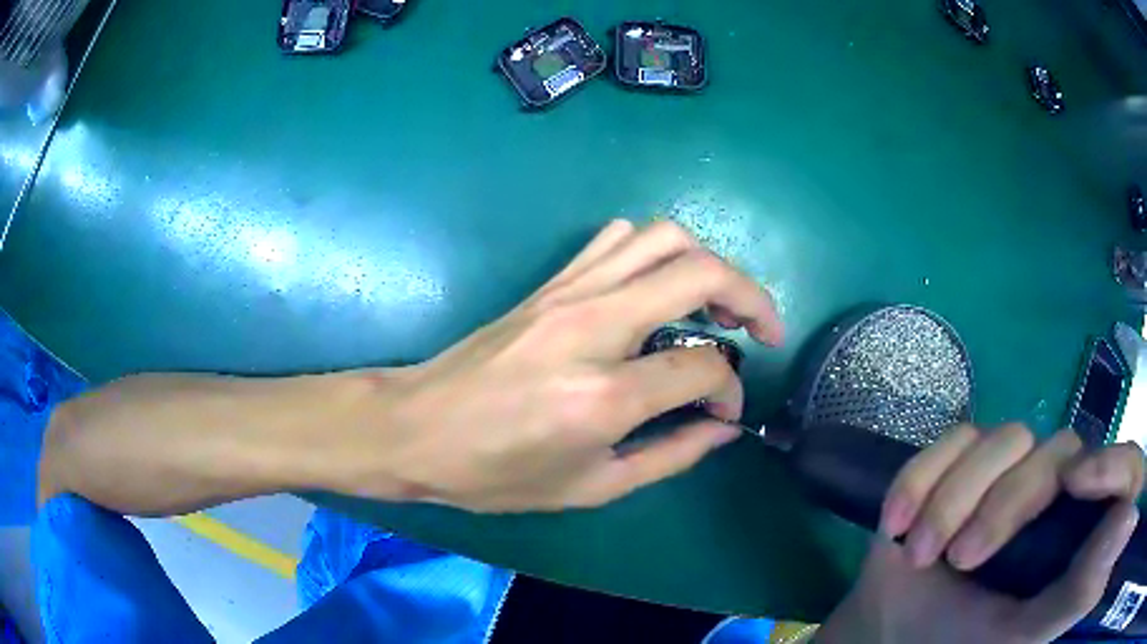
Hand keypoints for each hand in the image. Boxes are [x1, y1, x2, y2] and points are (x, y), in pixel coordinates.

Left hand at [337, 220, 783, 511]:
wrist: (416, 428)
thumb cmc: (495, 473)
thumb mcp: (589, 488)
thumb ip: (669, 455)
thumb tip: (721, 427)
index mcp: (604, 395)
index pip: (703, 366)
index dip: (731, 389)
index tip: (725, 410)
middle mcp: (593, 326)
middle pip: (700, 273)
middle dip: (751, 297)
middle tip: (763, 331)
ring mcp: (568, 293)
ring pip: (662, 237)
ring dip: (707, 263)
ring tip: (717, 304)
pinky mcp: (550, 283)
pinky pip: (617, 239)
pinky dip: (656, 251)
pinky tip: (659, 288)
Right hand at [818, 424, 1143, 643]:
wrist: (892, 632)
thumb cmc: (962, 643)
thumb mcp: (1022, 636)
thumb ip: (1078, 593)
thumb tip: (1125, 525)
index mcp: (1079, 528)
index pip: (1122, 470)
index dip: (1116, 462)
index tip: (1083, 485)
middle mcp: (1056, 486)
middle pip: (1055, 455)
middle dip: (1003, 505)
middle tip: (959, 560)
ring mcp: (1009, 468)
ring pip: (1002, 440)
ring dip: (952, 498)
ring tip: (915, 552)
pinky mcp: (962, 459)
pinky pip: (951, 439)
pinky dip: (920, 477)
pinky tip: (894, 521)